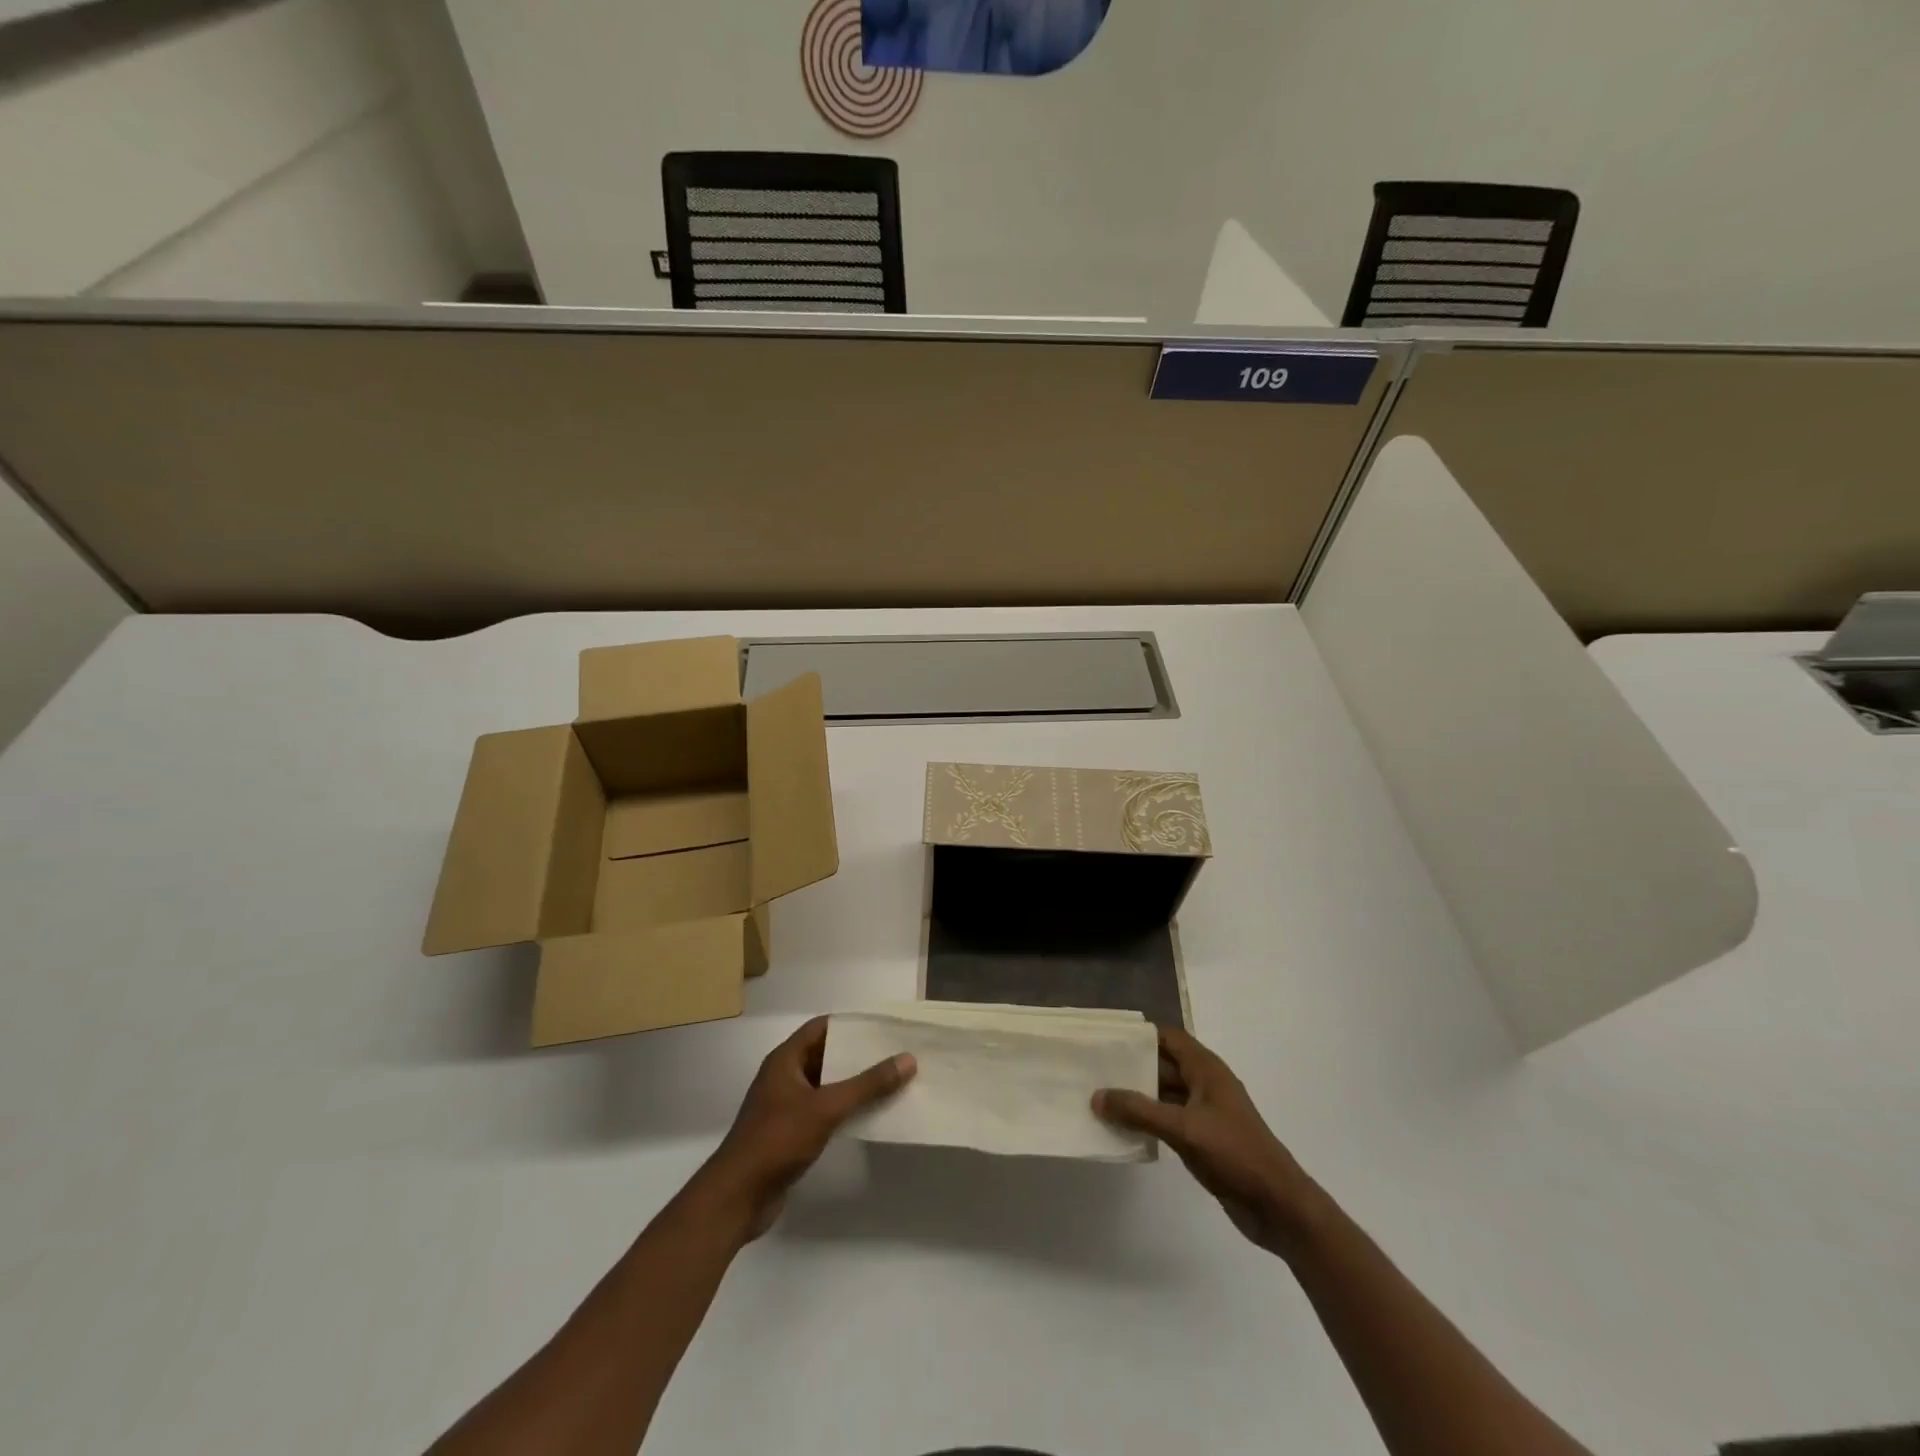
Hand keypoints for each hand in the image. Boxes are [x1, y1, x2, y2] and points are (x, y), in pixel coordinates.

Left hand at [687, 1017, 914, 1242]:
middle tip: (895, 1053)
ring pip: (826, 1085)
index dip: (851, 1024)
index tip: (884, 1026)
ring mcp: (786, 1106)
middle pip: (826, 1055)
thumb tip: (908, 1059)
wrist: (737, 1198)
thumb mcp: (826, 1108)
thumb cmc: (777, 1140)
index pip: (822, 1027)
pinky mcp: (790, 1133)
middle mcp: (784, 1077)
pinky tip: (871, 1114)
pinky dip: (845, 1109)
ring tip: (891, 1081)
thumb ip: (867, 1085)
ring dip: (854, 1084)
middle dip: (858, 1055)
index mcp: (785, 1060)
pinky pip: (823, 1110)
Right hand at [1094, 1026, 1320, 1256]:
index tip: (1106, 1038)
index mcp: (1206, 1069)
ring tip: (1100, 1097)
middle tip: (1094, 1068)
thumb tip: (1097, 1096)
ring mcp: (1205, 1113)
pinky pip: (1169, 1120)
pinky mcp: (1204, 1139)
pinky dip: (1148, 1120)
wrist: (1279, 1206)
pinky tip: (1123, 1128)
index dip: (1139, 1035)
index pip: (1168, 1037)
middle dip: (1132, 1066)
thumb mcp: (1184, 1129)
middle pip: (1163, 1064)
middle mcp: (1205, 1084)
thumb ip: (1139, 1111)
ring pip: (1164, 1094)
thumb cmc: (1235, 1154)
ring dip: (1137, 1096)